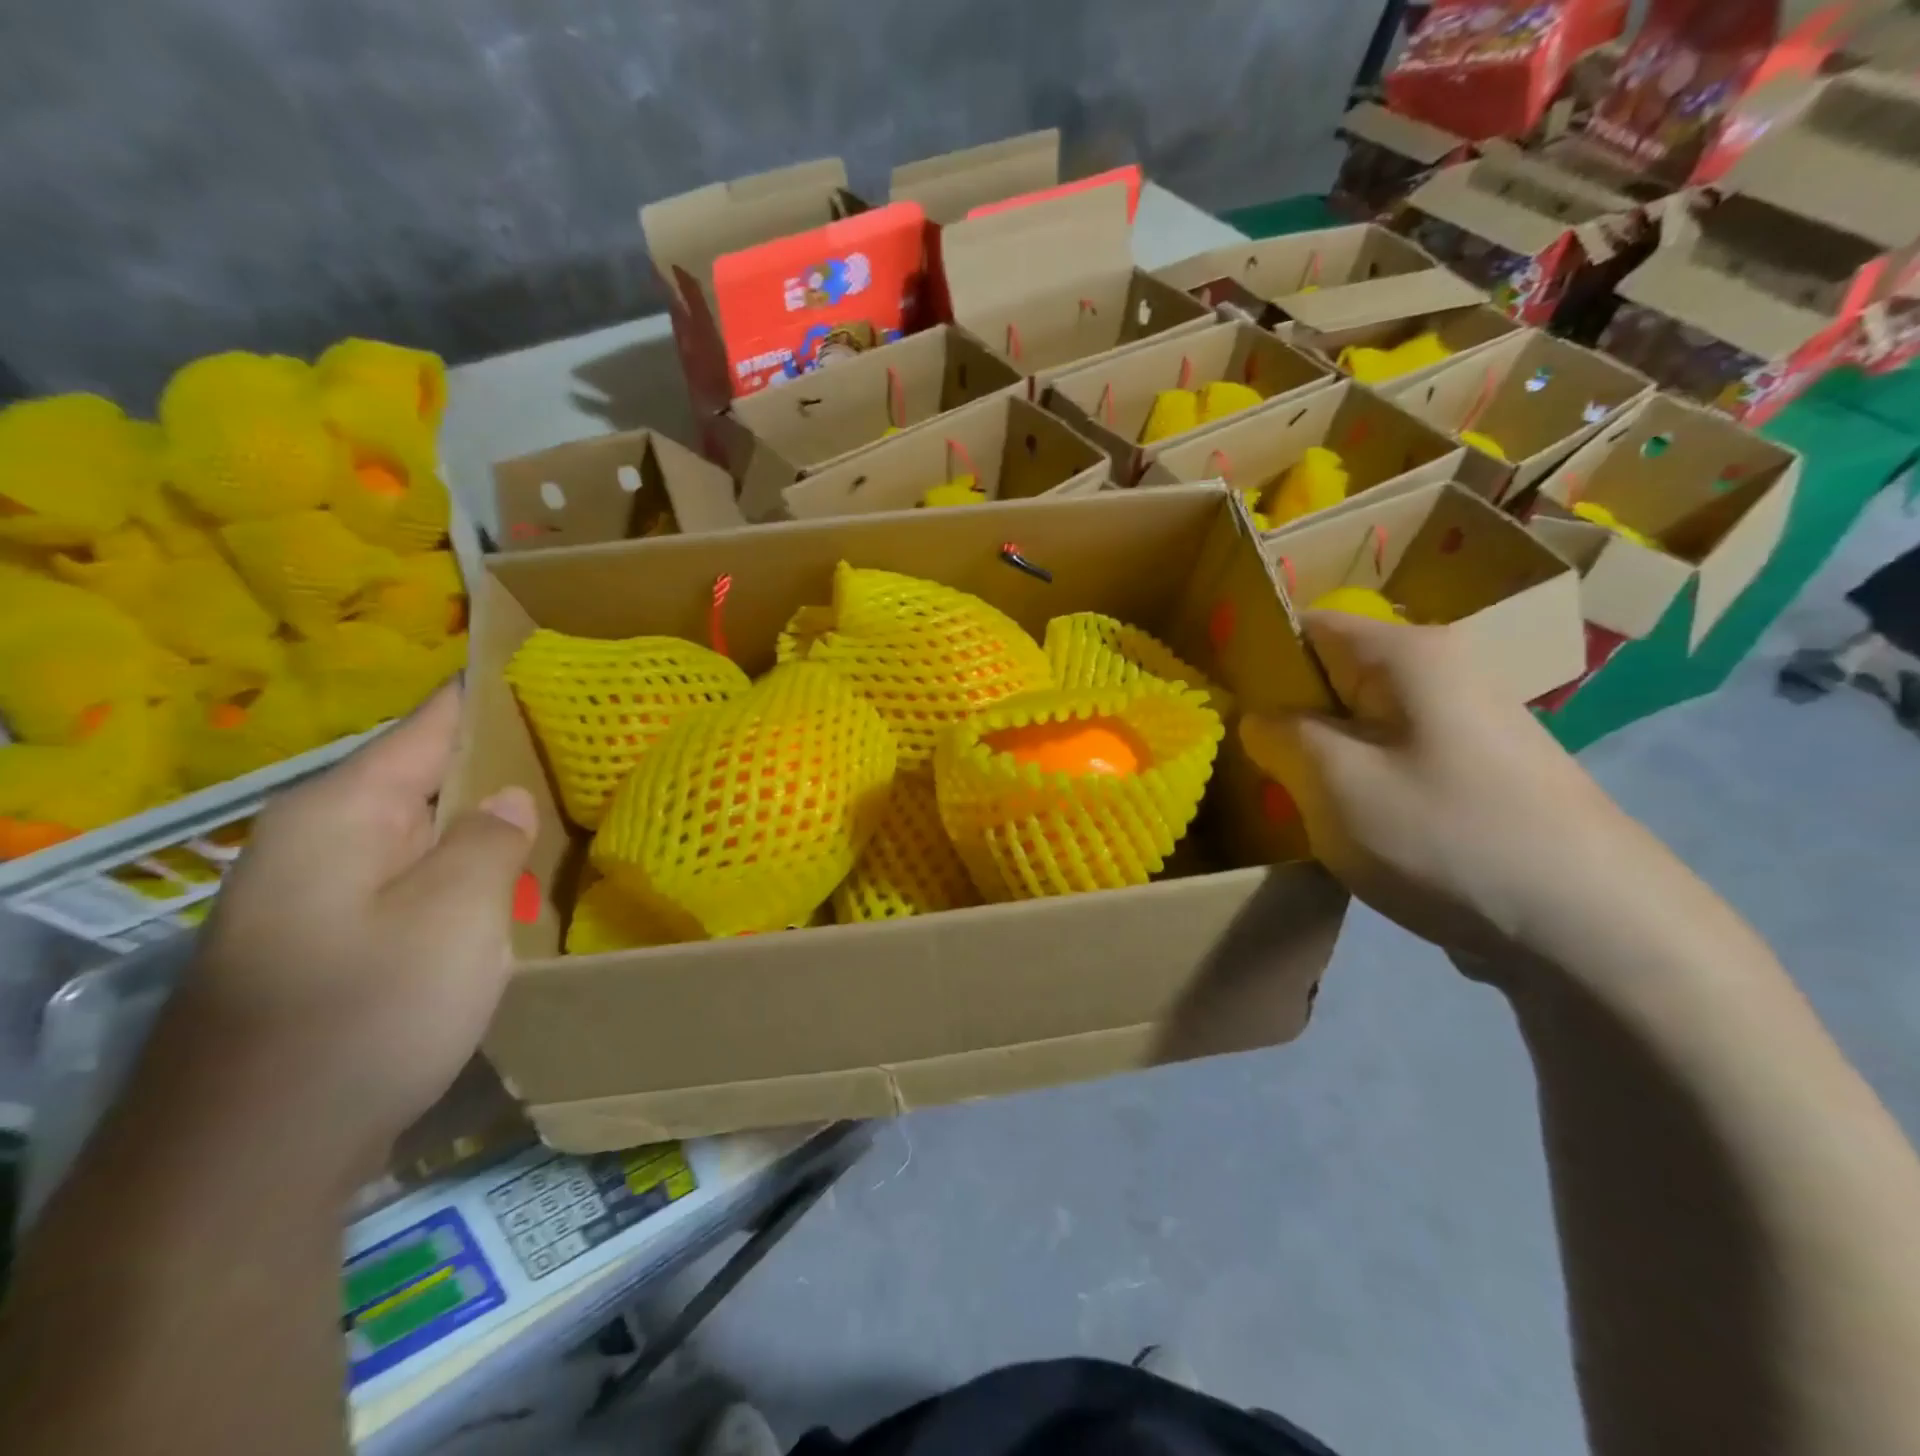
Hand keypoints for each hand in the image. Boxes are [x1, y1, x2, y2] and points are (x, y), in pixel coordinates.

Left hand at [178, 685, 534, 1174]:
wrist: (247, 1166)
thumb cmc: (363, 1016)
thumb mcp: (454, 916)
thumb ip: (490, 841)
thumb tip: (509, 798)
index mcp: (344, 811)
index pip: (432, 722)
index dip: (491, 694)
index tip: (551, 672)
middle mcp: (322, 840)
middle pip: (429, 777)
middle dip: (503, 765)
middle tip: (588, 751)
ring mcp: (321, 896)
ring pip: (426, 835)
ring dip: (488, 825)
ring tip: (568, 809)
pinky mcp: (334, 945)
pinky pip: (414, 883)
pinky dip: (468, 874)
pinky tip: (515, 886)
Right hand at [1241, 612, 1637, 967]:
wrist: (1594, 929)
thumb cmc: (1446, 835)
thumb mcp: (1334, 781)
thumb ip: (1279, 736)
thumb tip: (1261, 718)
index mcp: (1408, 654)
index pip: (1305, 626)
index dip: (1256, 659)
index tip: (1222, 709)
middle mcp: (1444, 674)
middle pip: (1334, 676)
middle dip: (1287, 719)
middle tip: (1255, 769)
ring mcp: (1468, 727)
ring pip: (1362, 725)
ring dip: (1322, 759)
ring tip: (1299, 805)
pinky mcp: (1480, 776)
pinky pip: (1395, 761)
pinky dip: (1362, 786)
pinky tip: (1355, 830)